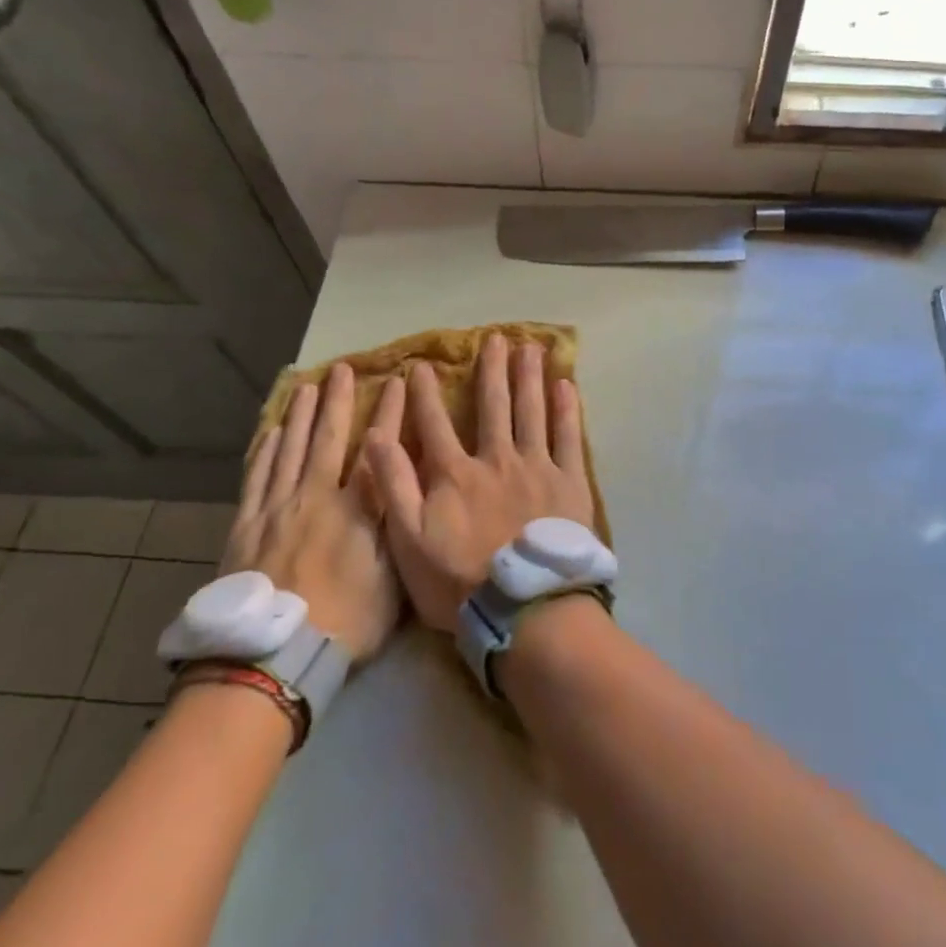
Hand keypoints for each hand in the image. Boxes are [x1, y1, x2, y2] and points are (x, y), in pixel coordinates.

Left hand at [222, 364, 404, 662]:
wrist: (272, 656)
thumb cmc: (344, 622)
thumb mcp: (392, 578)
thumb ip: (398, 526)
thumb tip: (407, 485)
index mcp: (355, 509)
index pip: (378, 449)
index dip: (389, 413)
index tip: (396, 382)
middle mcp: (315, 497)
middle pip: (327, 439)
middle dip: (337, 401)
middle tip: (341, 368)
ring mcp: (276, 509)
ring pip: (288, 450)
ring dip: (298, 416)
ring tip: (305, 387)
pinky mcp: (246, 526)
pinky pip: (256, 478)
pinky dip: (264, 451)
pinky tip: (269, 433)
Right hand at [366, 334, 594, 631]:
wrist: (524, 607)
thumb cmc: (459, 582)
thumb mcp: (408, 541)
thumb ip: (393, 485)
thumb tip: (375, 435)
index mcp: (456, 473)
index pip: (435, 424)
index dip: (425, 394)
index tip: (422, 365)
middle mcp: (497, 458)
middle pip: (493, 405)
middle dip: (491, 369)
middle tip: (495, 338)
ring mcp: (537, 466)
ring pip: (531, 410)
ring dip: (529, 377)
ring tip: (530, 347)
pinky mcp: (569, 481)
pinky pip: (568, 436)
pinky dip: (566, 409)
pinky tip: (566, 384)